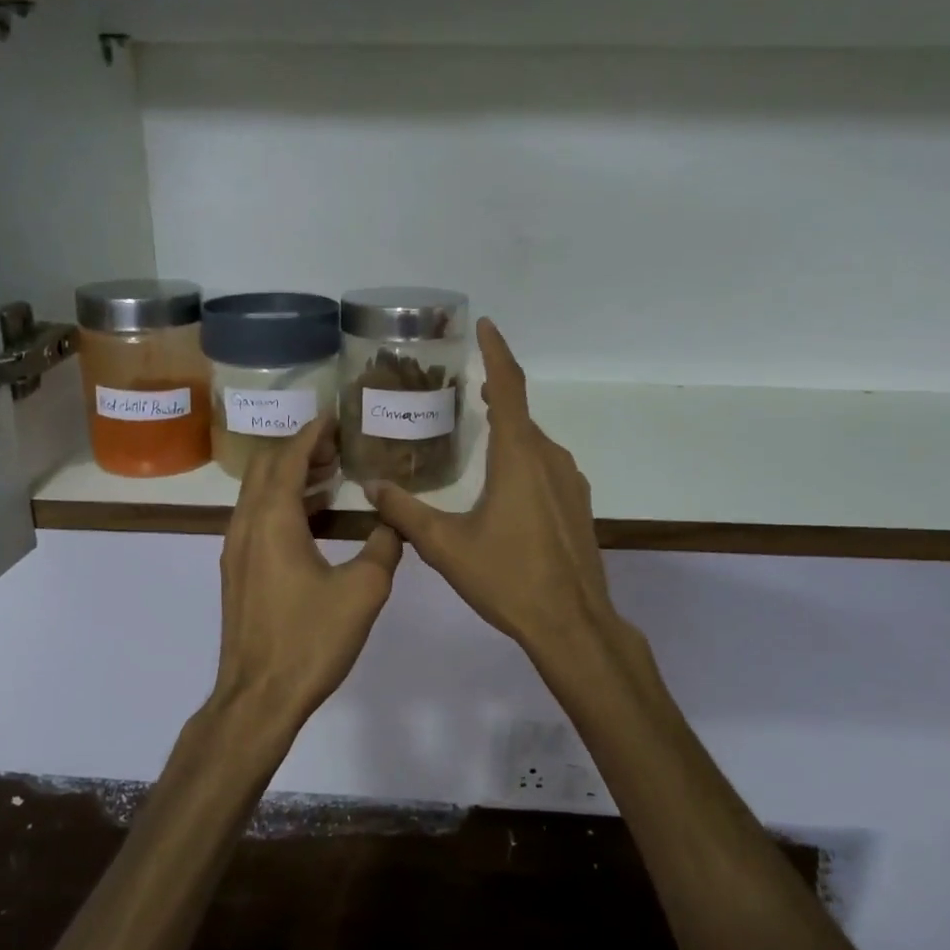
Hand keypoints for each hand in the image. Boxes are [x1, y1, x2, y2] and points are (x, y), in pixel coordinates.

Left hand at [211, 418, 402, 735]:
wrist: (258, 696)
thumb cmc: (310, 640)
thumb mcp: (363, 591)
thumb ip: (385, 546)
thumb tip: (395, 520)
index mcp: (273, 520)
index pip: (288, 458)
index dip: (311, 433)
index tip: (334, 416)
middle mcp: (246, 525)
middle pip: (265, 468)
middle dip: (299, 450)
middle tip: (337, 447)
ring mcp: (236, 549)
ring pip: (257, 494)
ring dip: (289, 477)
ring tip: (329, 477)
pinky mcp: (237, 572)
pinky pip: (256, 518)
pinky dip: (281, 503)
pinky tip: (311, 520)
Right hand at [367, 319, 619, 668]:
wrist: (572, 624)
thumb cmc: (507, 578)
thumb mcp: (446, 546)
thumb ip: (406, 512)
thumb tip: (372, 487)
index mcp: (519, 456)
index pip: (509, 387)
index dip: (496, 352)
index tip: (485, 325)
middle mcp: (549, 459)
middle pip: (520, 414)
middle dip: (494, 394)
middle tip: (463, 388)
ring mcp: (569, 482)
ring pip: (533, 443)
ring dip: (508, 430)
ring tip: (477, 432)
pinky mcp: (577, 506)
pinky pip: (545, 466)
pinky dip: (522, 458)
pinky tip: (503, 484)